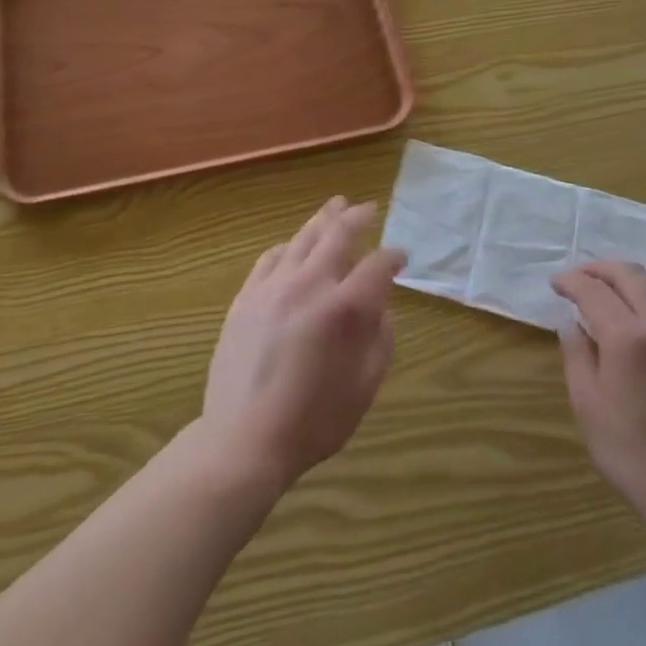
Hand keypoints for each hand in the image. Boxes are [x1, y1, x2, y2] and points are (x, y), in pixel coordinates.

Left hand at [201, 198, 405, 494]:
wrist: (244, 438)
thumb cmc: (313, 421)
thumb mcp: (364, 388)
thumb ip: (380, 341)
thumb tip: (382, 308)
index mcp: (345, 309)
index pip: (377, 265)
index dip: (393, 257)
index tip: (401, 257)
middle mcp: (310, 285)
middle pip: (337, 235)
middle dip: (358, 218)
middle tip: (369, 208)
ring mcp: (273, 287)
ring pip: (302, 238)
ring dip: (323, 220)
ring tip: (336, 206)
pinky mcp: (246, 296)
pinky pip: (270, 257)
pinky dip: (287, 246)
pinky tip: (292, 246)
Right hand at [552, 262, 645, 539]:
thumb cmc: (632, 456)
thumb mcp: (588, 406)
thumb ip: (577, 356)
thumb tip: (572, 324)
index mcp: (628, 340)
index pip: (594, 290)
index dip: (571, 281)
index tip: (556, 285)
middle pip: (630, 275)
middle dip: (599, 269)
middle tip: (579, 279)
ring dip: (634, 280)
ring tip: (615, 294)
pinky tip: (645, 322)